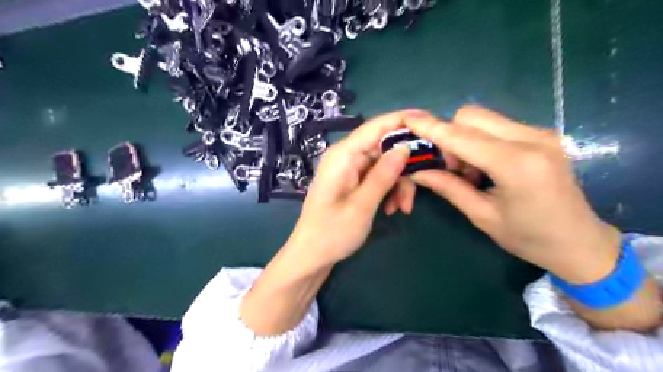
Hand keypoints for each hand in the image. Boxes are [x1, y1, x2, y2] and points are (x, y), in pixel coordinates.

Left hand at [284, 109, 421, 268]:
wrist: (311, 256)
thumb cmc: (332, 233)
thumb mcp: (362, 205)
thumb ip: (384, 174)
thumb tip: (406, 146)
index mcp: (343, 155)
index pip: (377, 126)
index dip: (404, 120)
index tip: (432, 121)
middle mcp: (346, 156)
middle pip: (385, 147)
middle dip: (406, 166)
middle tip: (424, 184)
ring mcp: (350, 169)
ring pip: (385, 164)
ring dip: (399, 183)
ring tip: (403, 209)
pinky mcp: (353, 182)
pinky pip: (378, 177)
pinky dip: (390, 190)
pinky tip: (392, 209)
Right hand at [404, 106, 622, 282]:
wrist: (581, 243)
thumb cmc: (529, 238)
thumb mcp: (482, 216)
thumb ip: (449, 188)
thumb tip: (418, 170)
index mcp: (516, 165)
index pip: (462, 137)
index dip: (432, 128)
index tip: (408, 120)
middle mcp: (531, 139)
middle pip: (471, 116)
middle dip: (449, 135)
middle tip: (448, 166)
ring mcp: (540, 134)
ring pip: (484, 118)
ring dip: (464, 138)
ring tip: (467, 170)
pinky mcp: (542, 135)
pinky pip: (497, 126)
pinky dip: (480, 140)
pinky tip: (484, 166)